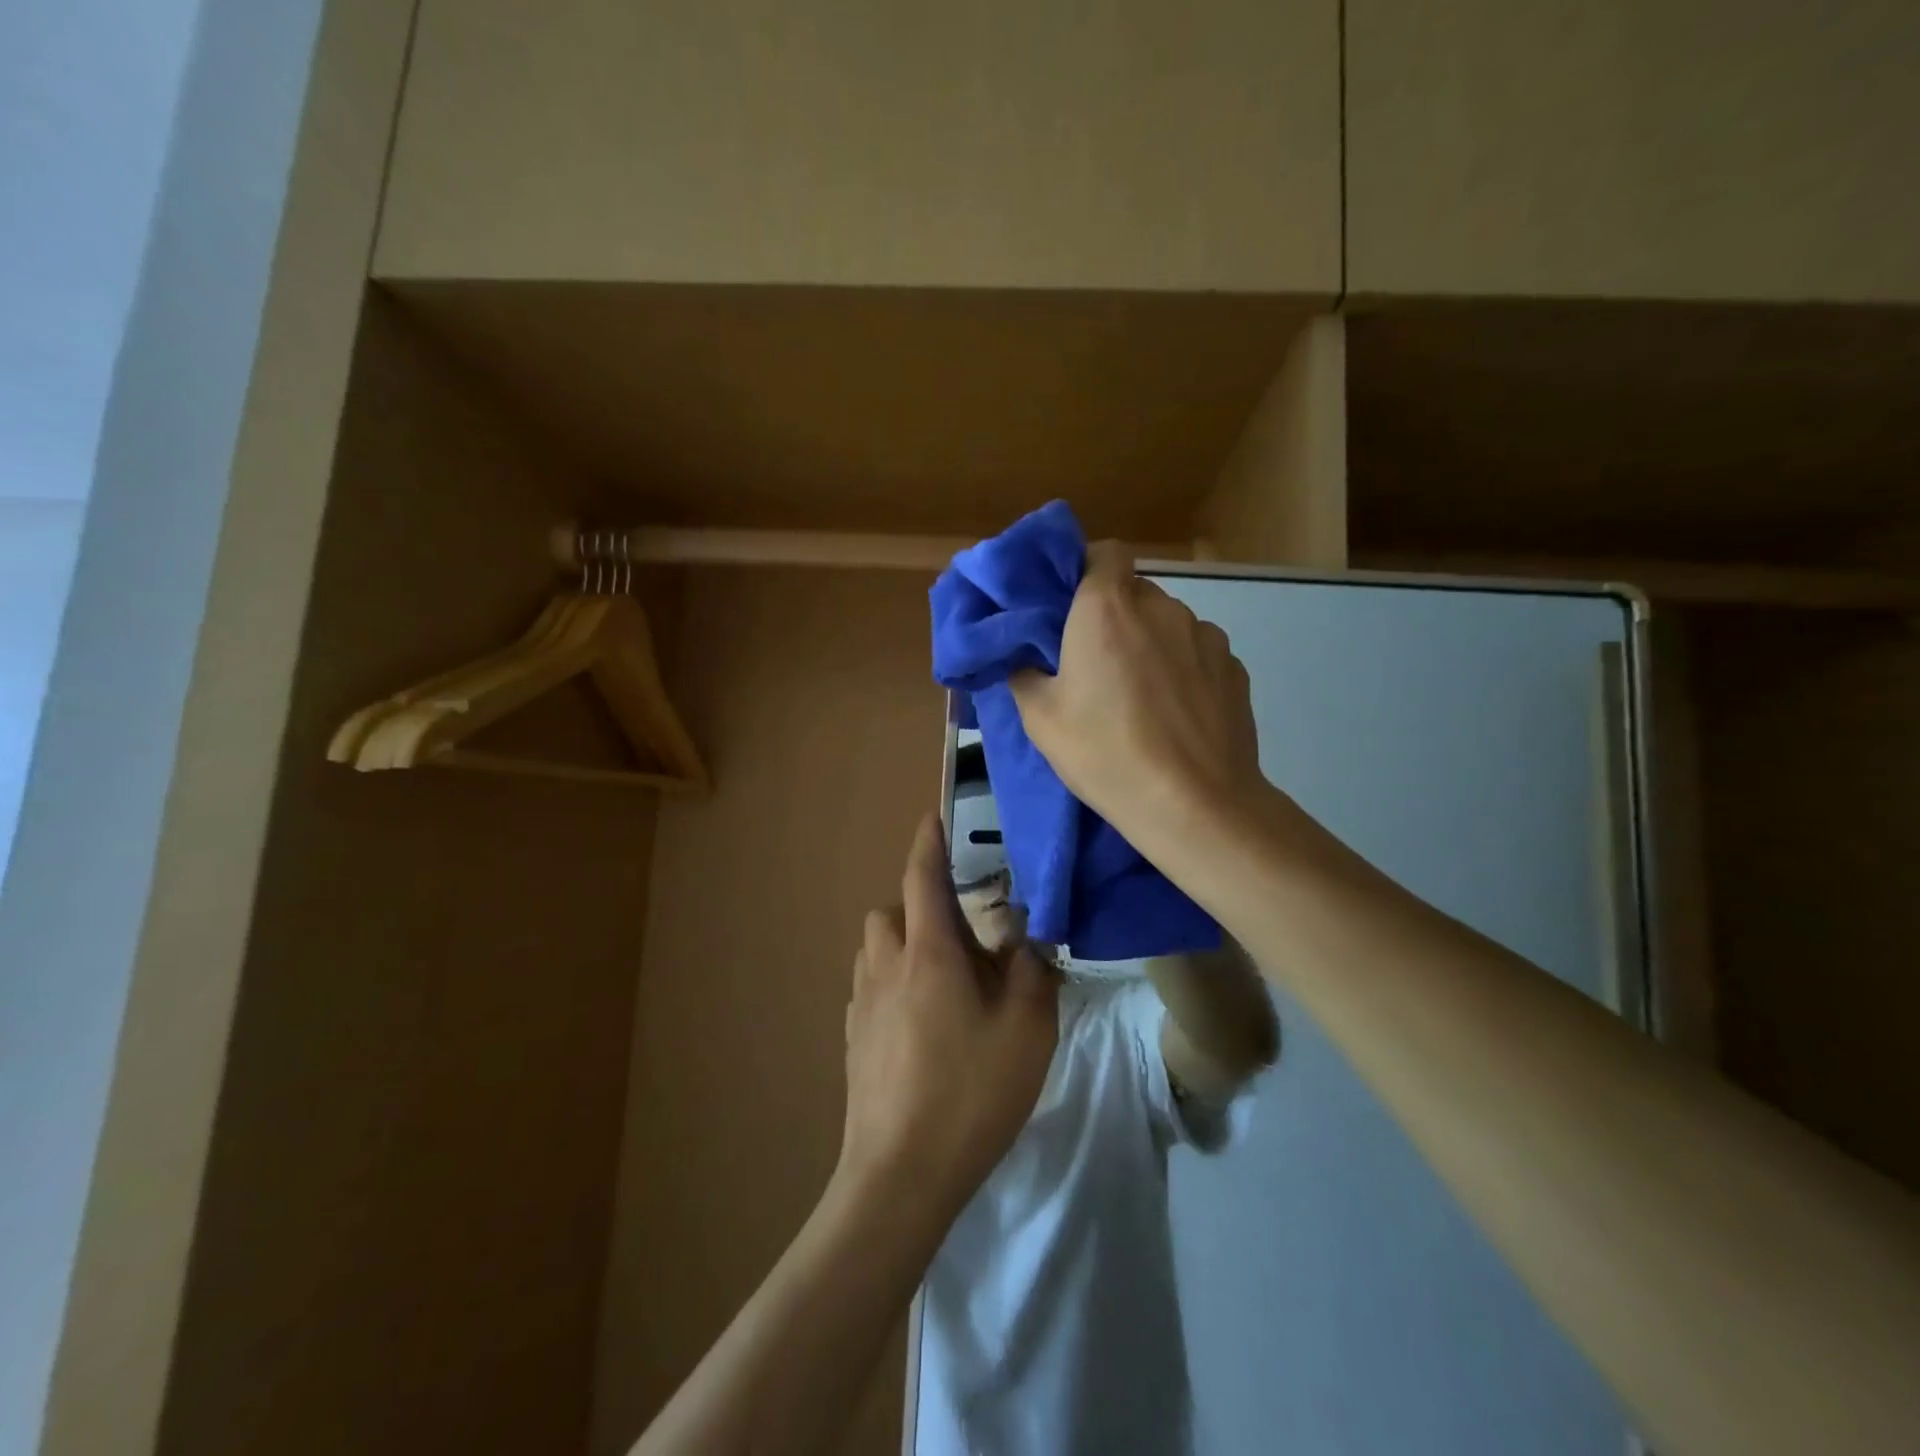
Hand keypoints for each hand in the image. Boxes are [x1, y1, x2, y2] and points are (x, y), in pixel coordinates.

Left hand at [840, 814, 1057, 1224]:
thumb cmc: (971, 1092)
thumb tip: (1028, 940)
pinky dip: (890, 982)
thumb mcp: (1027, 1029)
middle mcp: (886, 966)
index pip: (921, 877)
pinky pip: (868, 987)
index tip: (934, 818)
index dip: (929, 843)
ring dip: (900, 942)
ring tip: (939, 975)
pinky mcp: (852, 1039)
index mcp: (928, 953)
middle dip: (917, 904)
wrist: (900, 1172)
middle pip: (890, 911)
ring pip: (874, 948)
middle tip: (958, 931)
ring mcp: (861, 1004)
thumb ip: (1033, 972)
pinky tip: (917, 1020)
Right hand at [1010, 541, 1264, 847]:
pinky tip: (1176, 713)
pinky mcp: (1235, 668)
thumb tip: (1026, 660)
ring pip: (1168, 624)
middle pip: (1133, 592)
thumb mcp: (1041, 719)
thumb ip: (1025, 674)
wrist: (1194, 805)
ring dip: (1150, 644)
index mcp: (1107, 608)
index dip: (1086, 569)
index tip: (1070, 605)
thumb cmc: (1106, 754)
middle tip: (1095, 663)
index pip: (1103, 552)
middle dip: (1113, 616)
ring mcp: (1206, 635)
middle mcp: (1161, 606)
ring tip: (1141, 695)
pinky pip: (1198, 654)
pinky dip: (1183, 670)